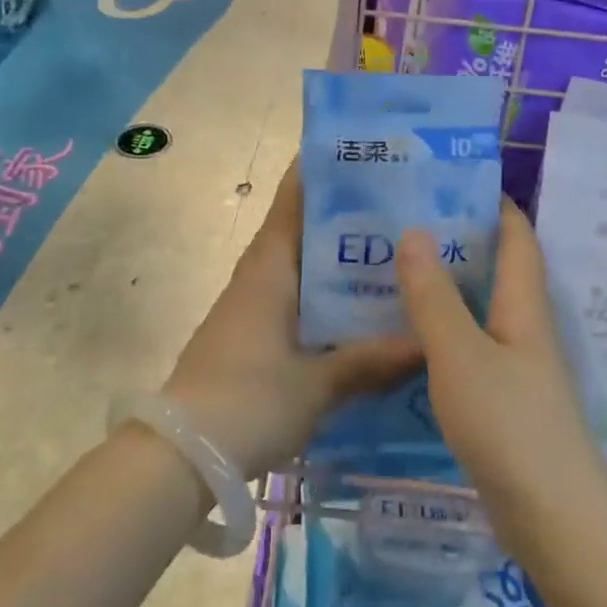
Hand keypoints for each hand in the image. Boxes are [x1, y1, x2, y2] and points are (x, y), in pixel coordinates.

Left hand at [163, 162, 421, 475]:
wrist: (179, 456)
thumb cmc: (247, 400)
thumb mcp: (317, 384)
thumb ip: (370, 361)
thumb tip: (427, 342)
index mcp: (270, 267)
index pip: (294, 200)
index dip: (321, 170)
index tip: (362, 151)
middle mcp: (260, 276)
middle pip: (304, 230)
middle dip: (347, 216)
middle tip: (404, 206)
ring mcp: (253, 307)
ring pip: (303, 268)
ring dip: (339, 260)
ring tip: (396, 253)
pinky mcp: (253, 337)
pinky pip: (298, 300)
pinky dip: (328, 297)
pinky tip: (363, 312)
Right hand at [396, 199, 606, 551]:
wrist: (553, 520)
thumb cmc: (509, 425)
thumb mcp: (460, 354)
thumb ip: (434, 296)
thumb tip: (414, 231)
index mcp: (523, 305)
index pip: (517, 237)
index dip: (494, 203)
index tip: (452, 178)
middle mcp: (525, 327)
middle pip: (497, 268)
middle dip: (459, 240)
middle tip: (406, 220)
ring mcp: (517, 366)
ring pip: (481, 308)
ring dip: (447, 285)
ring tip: (397, 267)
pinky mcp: (504, 400)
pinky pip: (471, 346)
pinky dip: (443, 329)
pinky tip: (409, 334)